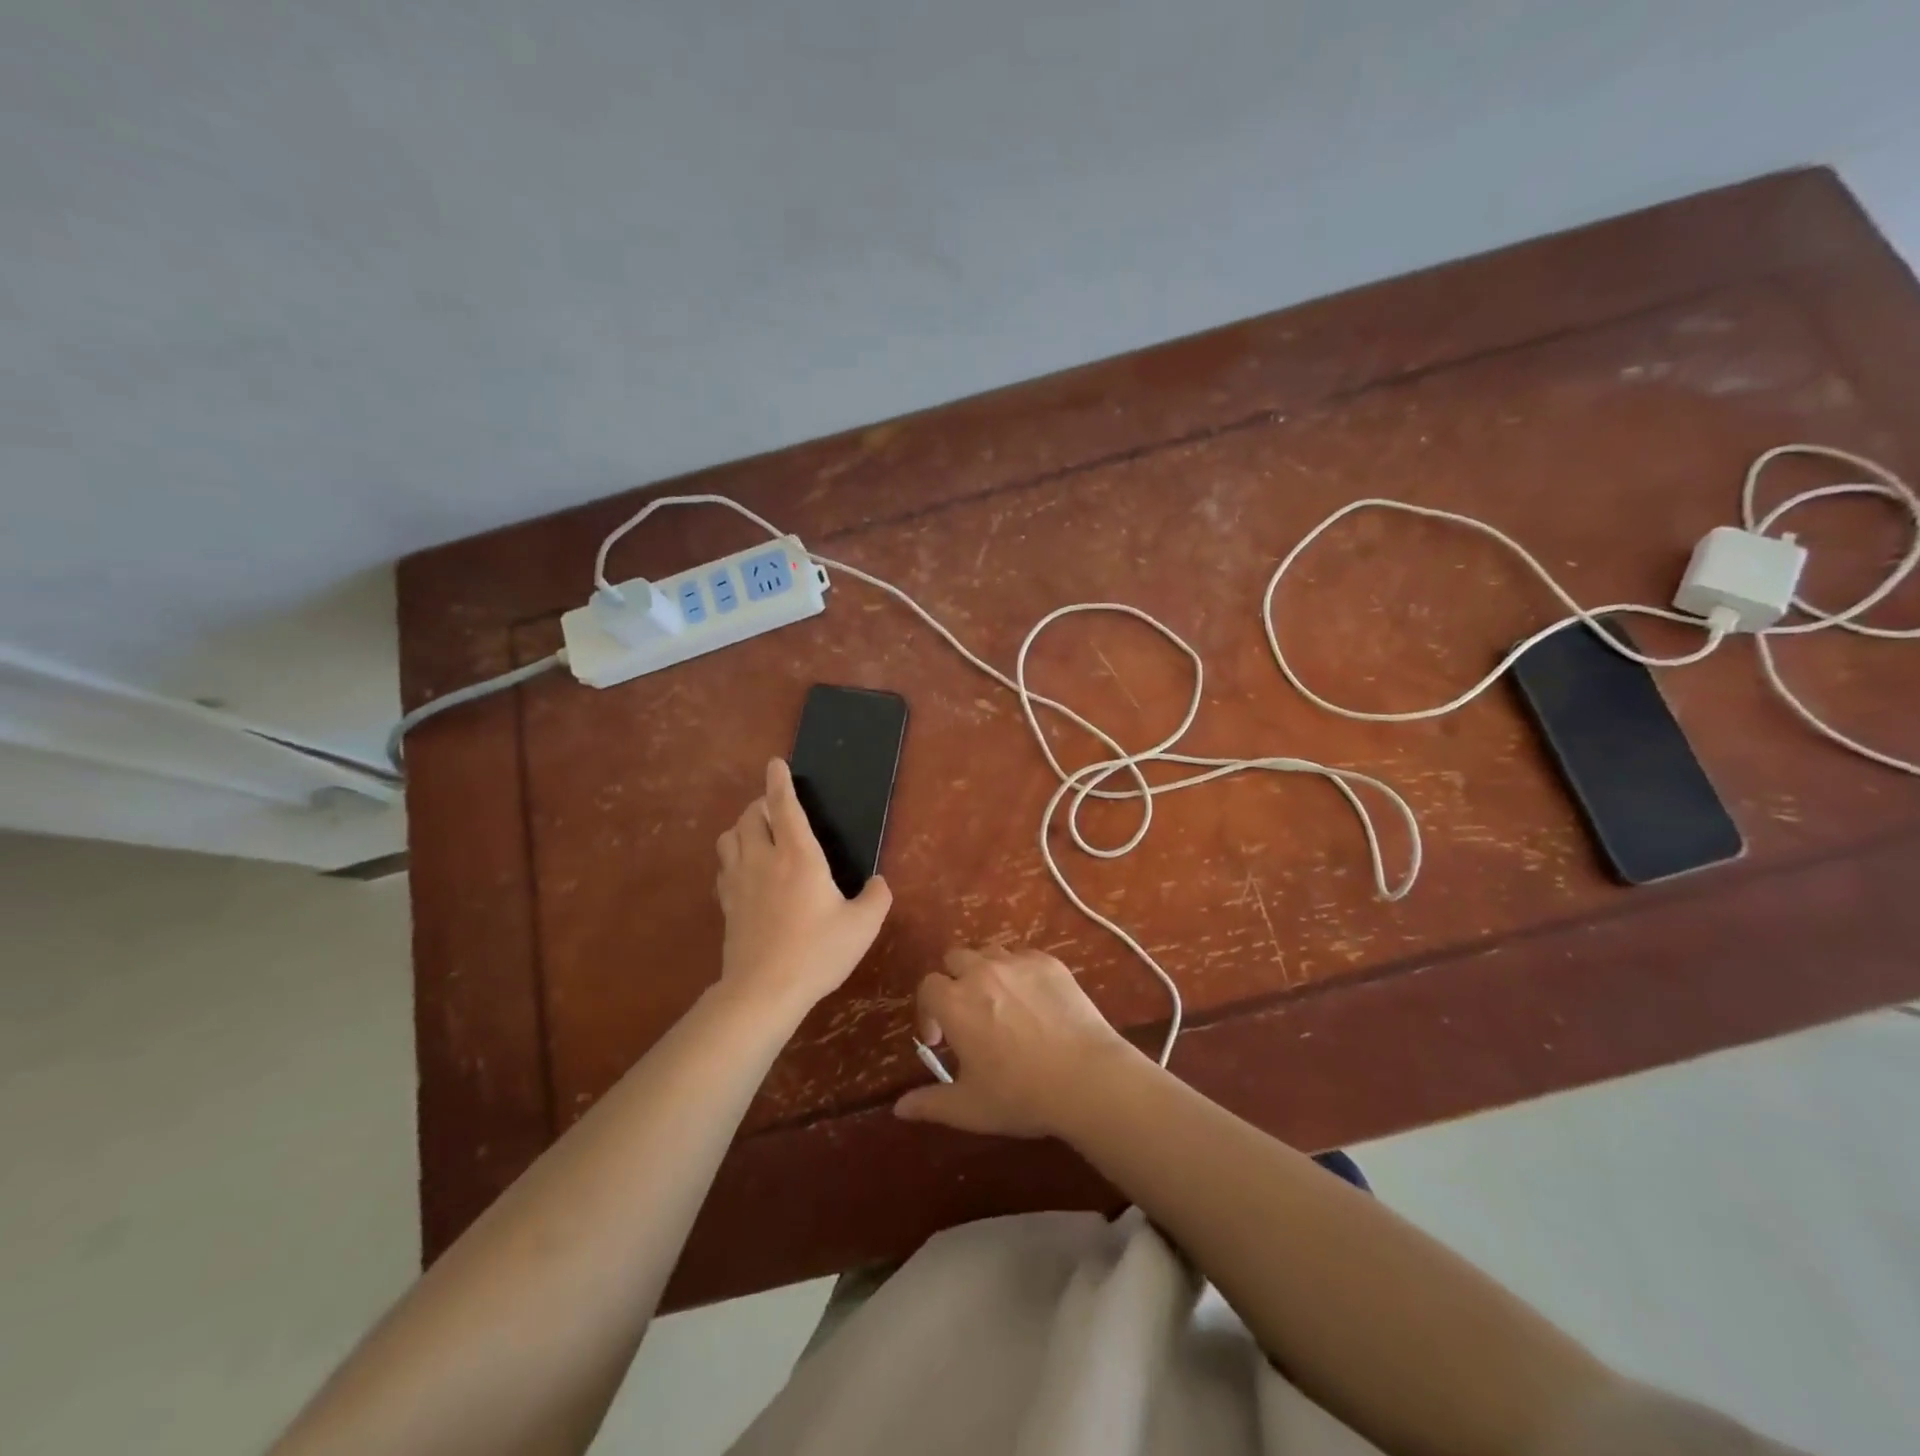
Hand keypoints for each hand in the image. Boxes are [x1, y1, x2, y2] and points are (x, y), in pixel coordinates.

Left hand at [714, 759, 892, 1014]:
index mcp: (798, 856)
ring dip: (743, 827)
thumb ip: (877, 898)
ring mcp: (740, 881)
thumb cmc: (817, 952)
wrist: (764, 991)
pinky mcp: (727, 903)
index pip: (783, 806)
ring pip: (729, 837)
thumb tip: (879, 883)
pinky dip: (733, 857)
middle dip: (761, 803)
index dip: (779, 781)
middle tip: (776, 807)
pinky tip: (746, 870)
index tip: (776, 763)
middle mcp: (764, 859)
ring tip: (759, 833)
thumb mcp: (862, 926)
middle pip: (750, 815)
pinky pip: (724, 866)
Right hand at [893, 946, 1141, 1136]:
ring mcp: (1017, 962)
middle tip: (969, 1015)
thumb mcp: (969, 1108)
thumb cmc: (1020, 1095)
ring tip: (1001, 1005)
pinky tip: (1034, 1002)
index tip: (941, 1039)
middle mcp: (981, 971)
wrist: (1086, 1078)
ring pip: (989, 953)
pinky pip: (1024, 957)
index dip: (928, 1011)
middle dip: (955, 982)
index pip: (927, 987)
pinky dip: (1020, 973)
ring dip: (986, 973)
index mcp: (954, 1002)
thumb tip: (899, 1108)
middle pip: (955, 959)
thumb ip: (929, 1103)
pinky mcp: (1049, 962)